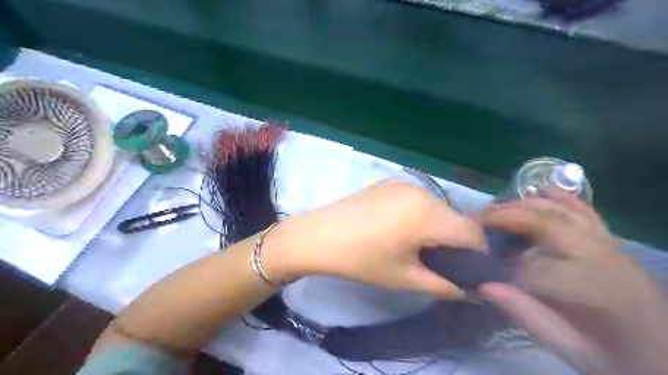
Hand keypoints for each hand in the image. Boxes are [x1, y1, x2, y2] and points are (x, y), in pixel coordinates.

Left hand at [261, 180, 486, 300]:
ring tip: (419, 245)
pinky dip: (422, 214)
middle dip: (457, 241)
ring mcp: (405, 183)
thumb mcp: (405, 279)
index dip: (477, 254)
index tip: (467, 269)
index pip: (474, 233)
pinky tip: (401, 227)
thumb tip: (471, 290)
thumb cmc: (361, 260)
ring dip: (439, 226)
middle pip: (457, 218)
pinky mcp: (390, 181)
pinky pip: (419, 199)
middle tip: (440, 260)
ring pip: (439, 207)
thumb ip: (445, 286)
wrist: (319, 235)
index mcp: (429, 215)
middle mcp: (423, 192)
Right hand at [478, 190, 664, 374]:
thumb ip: (528, 316)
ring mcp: (613, 247)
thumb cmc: (621, 359)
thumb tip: (484, 286)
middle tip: (480, 219)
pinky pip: (586, 213)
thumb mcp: (574, 350)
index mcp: (601, 293)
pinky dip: (562, 198)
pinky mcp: (614, 243)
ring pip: (565, 213)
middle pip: (550, 226)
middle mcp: (608, 260)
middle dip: (510, 217)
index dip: (510, 269)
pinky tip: (543, 189)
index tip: (489, 275)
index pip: (540, 267)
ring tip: (498, 206)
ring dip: (527, 205)